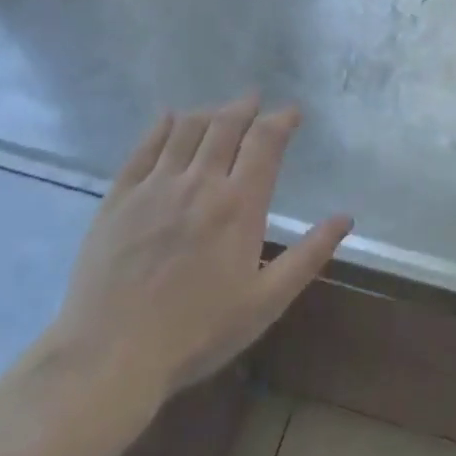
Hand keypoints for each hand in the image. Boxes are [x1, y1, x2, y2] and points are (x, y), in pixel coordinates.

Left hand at [51, 94, 352, 399]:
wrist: (111, 354)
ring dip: (209, 112)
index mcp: (239, 205)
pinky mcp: (119, 197)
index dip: (281, 120)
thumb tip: (345, 218)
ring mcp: (154, 186)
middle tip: (255, 100)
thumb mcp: (266, 302)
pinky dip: (162, 126)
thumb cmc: (198, 332)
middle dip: (245, 107)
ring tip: (221, 110)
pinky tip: (170, 118)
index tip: (292, 113)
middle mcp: (199, 183)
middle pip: (225, 125)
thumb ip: (308, 256)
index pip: (265, 142)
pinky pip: (144, 148)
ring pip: (186, 129)